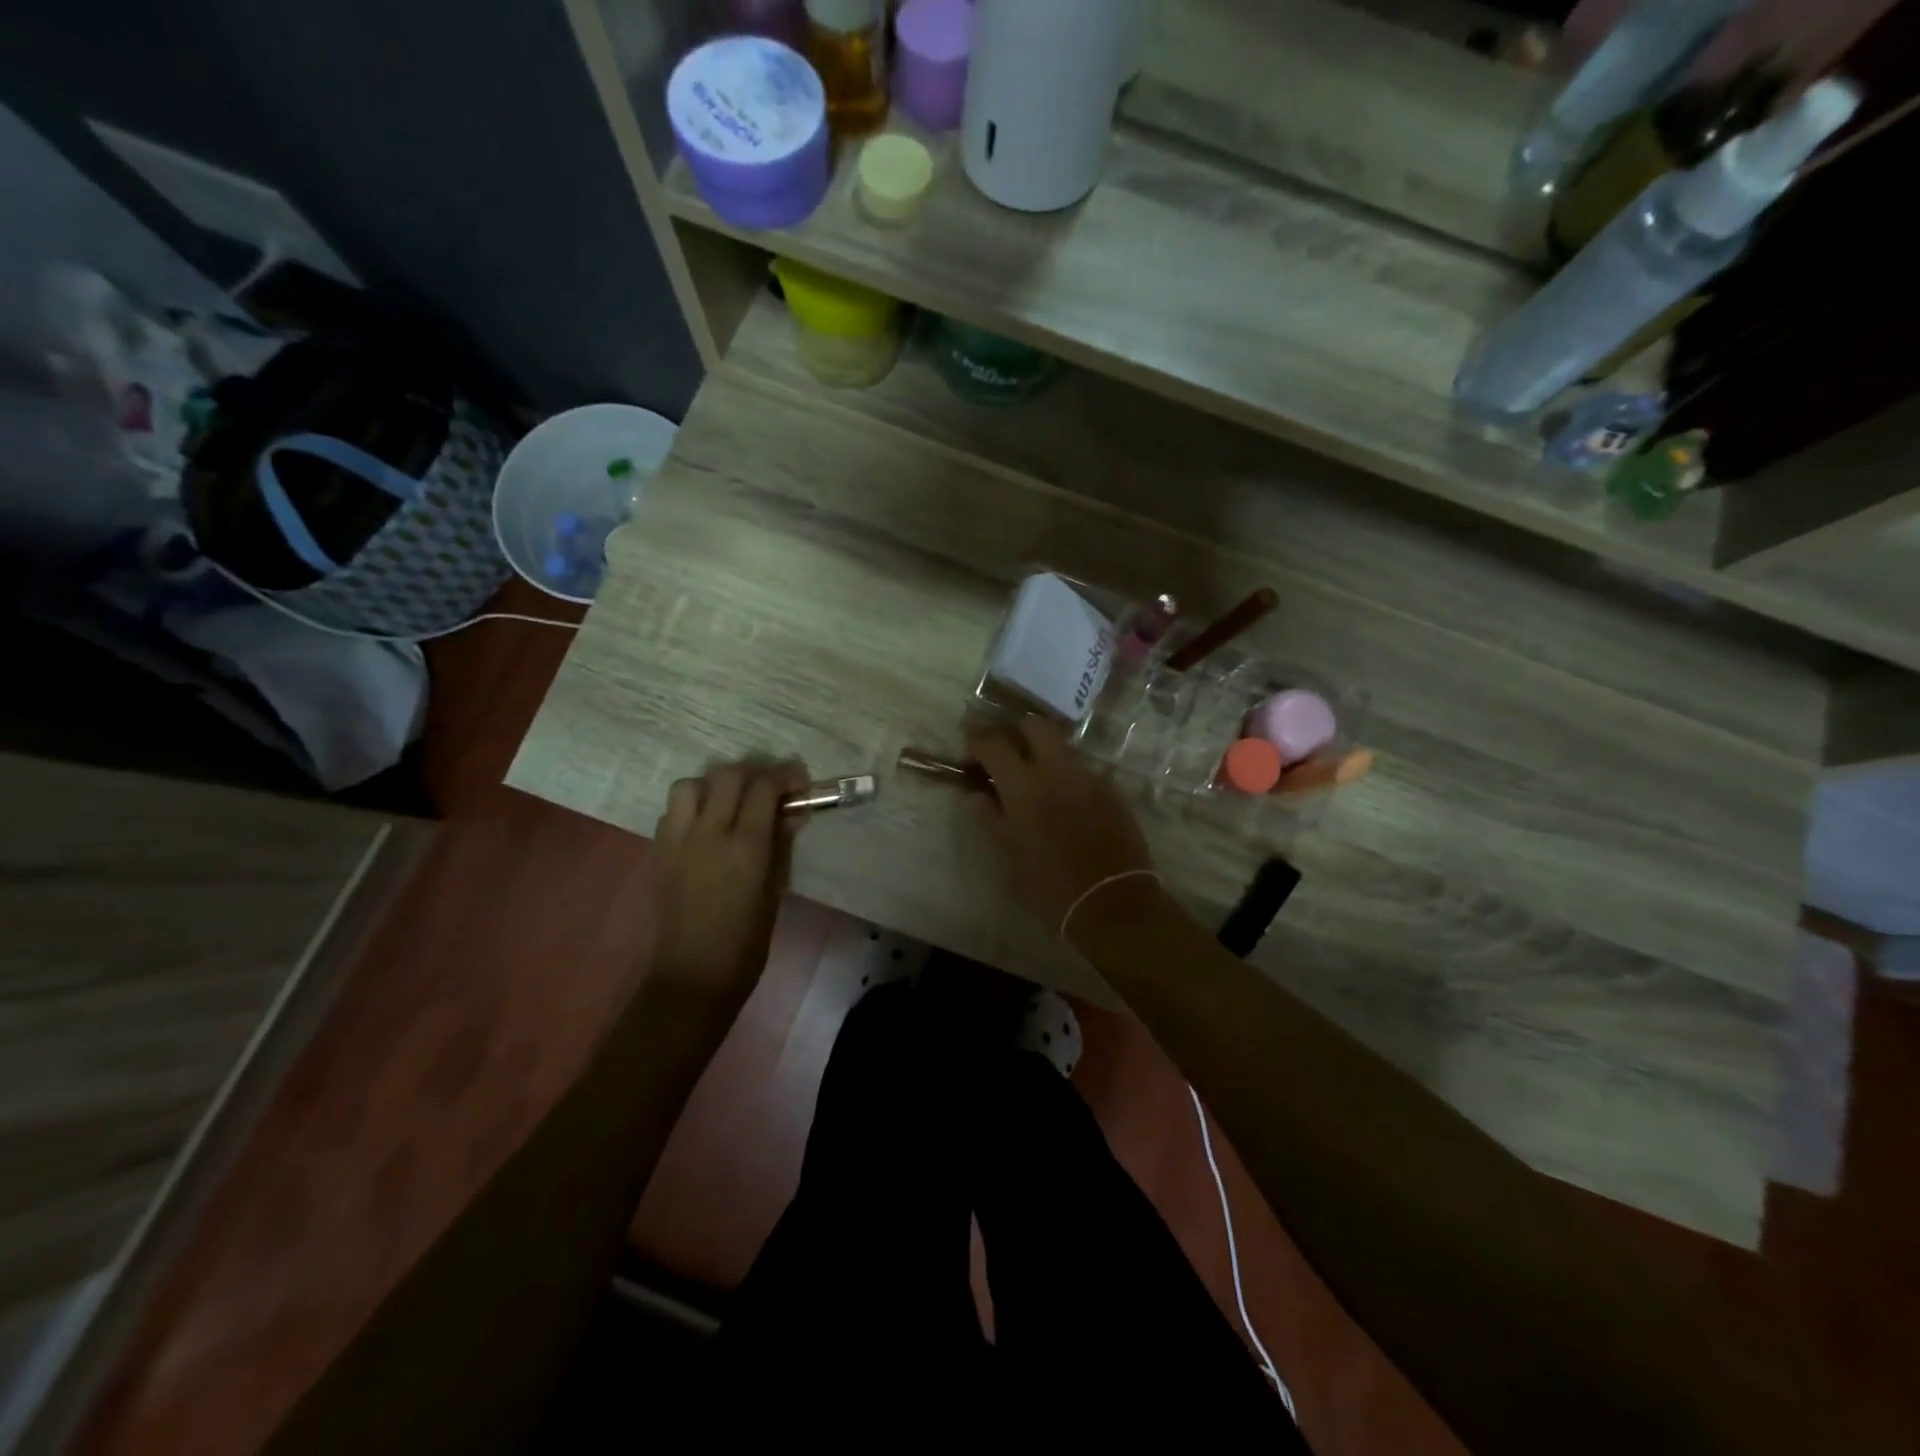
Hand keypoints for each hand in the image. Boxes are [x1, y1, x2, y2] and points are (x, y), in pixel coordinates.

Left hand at [650, 759, 809, 1001]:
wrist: (692, 976)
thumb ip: (781, 844)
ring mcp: (677, 840)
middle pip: (726, 775)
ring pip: (691, 784)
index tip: (798, 781)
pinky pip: (673, 810)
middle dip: (752, 772)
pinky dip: (693, 806)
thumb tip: (792, 813)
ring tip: (731, 801)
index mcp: (745, 846)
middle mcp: (708, 833)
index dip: (784, 776)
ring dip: (715, 784)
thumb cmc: (746, 942)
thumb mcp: (774, 890)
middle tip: (768, 786)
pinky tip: (706, 824)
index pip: (763, 788)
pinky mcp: (658, 851)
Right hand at [967, 719, 1156, 939]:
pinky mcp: (1111, 791)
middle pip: (1035, 725)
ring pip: (1062, 748)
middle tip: (1006, 753)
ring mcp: (1088, 777)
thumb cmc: (1049, 884)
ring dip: (1044, 756)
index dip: (977, 739)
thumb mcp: (1009, 854)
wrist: (1111, 902)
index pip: (993, 743)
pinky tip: (1065, 804)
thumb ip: (991, 818)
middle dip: (1016, 731)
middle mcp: (1056, 770)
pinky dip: (1067, 779)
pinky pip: (1083, 772)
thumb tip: (979, 796)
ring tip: (1036, 782)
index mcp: (1023, 785)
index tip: (969, 746)